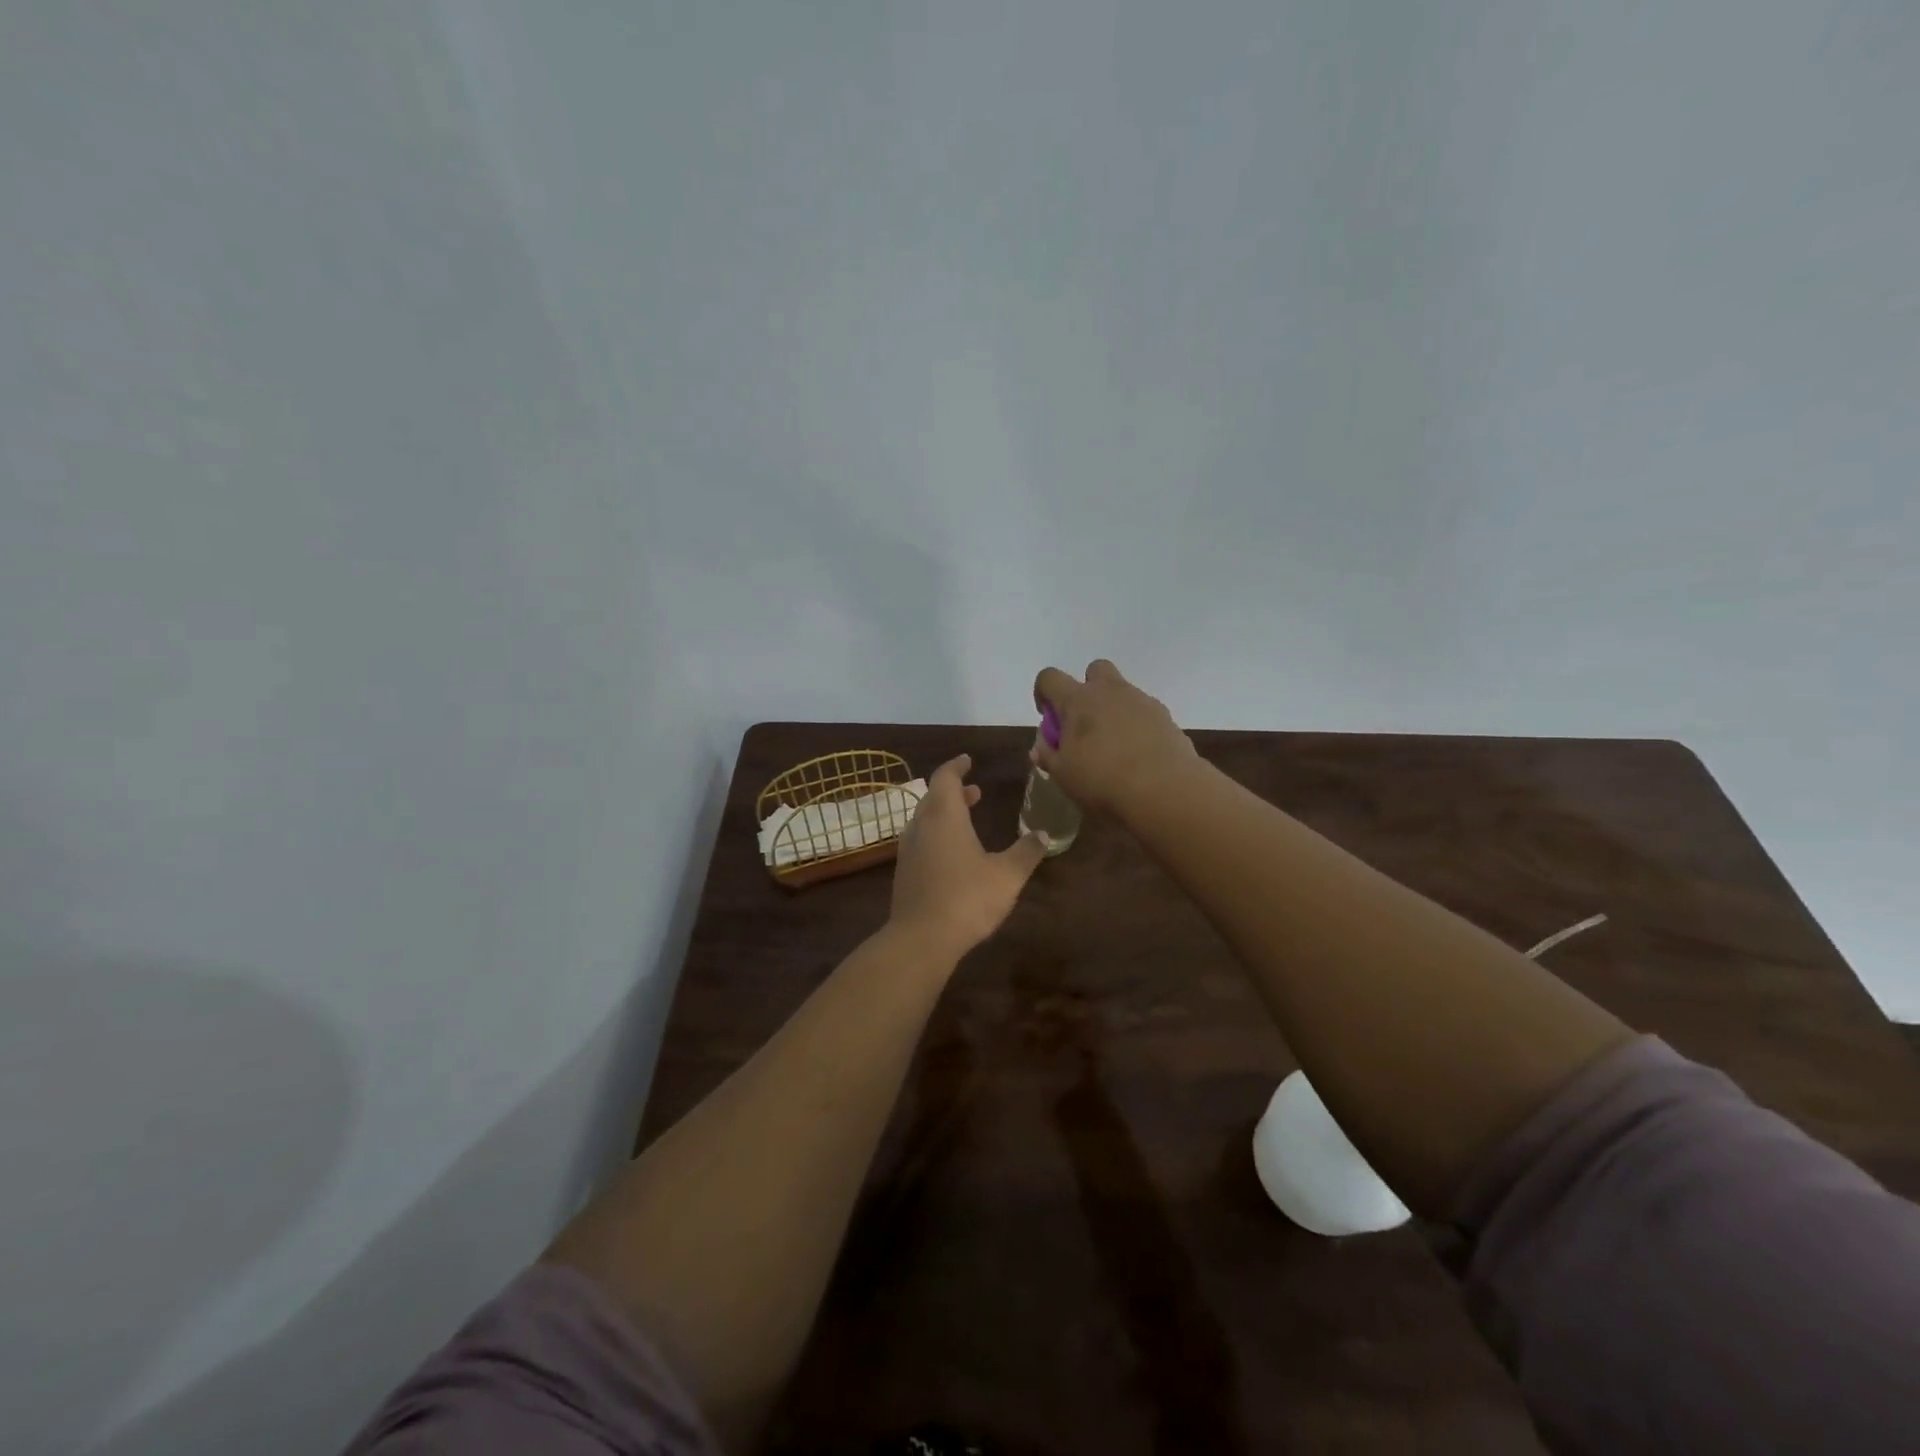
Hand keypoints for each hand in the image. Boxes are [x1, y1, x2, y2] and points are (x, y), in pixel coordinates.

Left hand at [890, 754, 1047, 958]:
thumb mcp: (1007, 875)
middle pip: (934, 798)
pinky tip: (952, 855)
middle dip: (954, 791)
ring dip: (944, 814)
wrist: (920, 939)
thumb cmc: (966, 898)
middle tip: (974, 792)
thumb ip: (1026, 852)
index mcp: (944, 816)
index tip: (968, 760)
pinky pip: (920, 842)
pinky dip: (936, 835)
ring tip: (966, 820)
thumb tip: (1044, 833)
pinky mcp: (904, 874)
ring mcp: (908, 851)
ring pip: (925, 820)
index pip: (945, 778)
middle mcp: (921, 826)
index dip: (957, 766)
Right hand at [1032, 658, 1197, 815]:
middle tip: (1085, 723)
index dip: (1044, 693)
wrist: (1166, 791)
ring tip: (1113, 747)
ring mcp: (1143, 702)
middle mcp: (1111, 691)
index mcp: (1078, 700)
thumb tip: (1041, 747)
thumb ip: (1048, 755)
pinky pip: (1145, 713)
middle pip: (1095, 670)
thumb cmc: (1102, 780)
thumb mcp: (1063, 774)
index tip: (1048, 718)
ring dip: (1114, 710)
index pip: (1050, 678)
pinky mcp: (1167, 718)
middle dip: (1087, 689)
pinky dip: (1137, 727)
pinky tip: (1138, 756)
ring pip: (1123, 692)